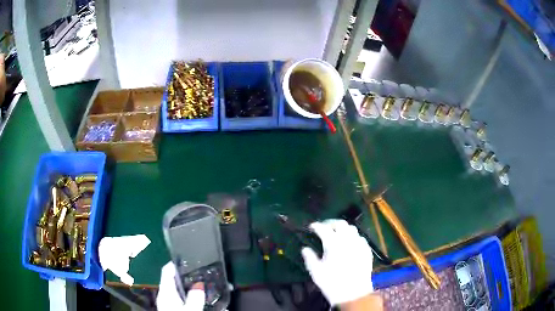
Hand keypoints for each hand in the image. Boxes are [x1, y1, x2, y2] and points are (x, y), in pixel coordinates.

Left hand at [156, 262, 204, 310]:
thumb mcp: (190, 308)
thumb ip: (195, 296)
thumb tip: (199, 284)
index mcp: (165, 290)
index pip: (167, 269)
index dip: (176, 262)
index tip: (187, 258)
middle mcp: (163, 294)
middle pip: (171, 279)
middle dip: (183, 275)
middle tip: (197, 271)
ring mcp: (165, 302)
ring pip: (174, 289)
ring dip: (184, 286)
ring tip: (198, 284)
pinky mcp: (168, 308)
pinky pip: (176, 297)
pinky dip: (184, 294)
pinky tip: (192, 298)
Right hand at [301, 219, 374, 305]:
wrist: (353, 292)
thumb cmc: (332, 282)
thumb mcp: (316, 271)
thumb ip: (309, 257)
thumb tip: (305, 249)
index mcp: (333, 243)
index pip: (323, 228)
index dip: (316, 226)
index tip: (312, 227)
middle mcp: (347, 240)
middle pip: (340, 223)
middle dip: (331, 223)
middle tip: (324, 227)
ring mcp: (359, 244)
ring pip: (352, 228)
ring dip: (343, 228)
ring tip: (337, 234)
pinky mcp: (366, 250)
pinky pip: (360, 237)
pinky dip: (353, 237)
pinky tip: (350, 243)